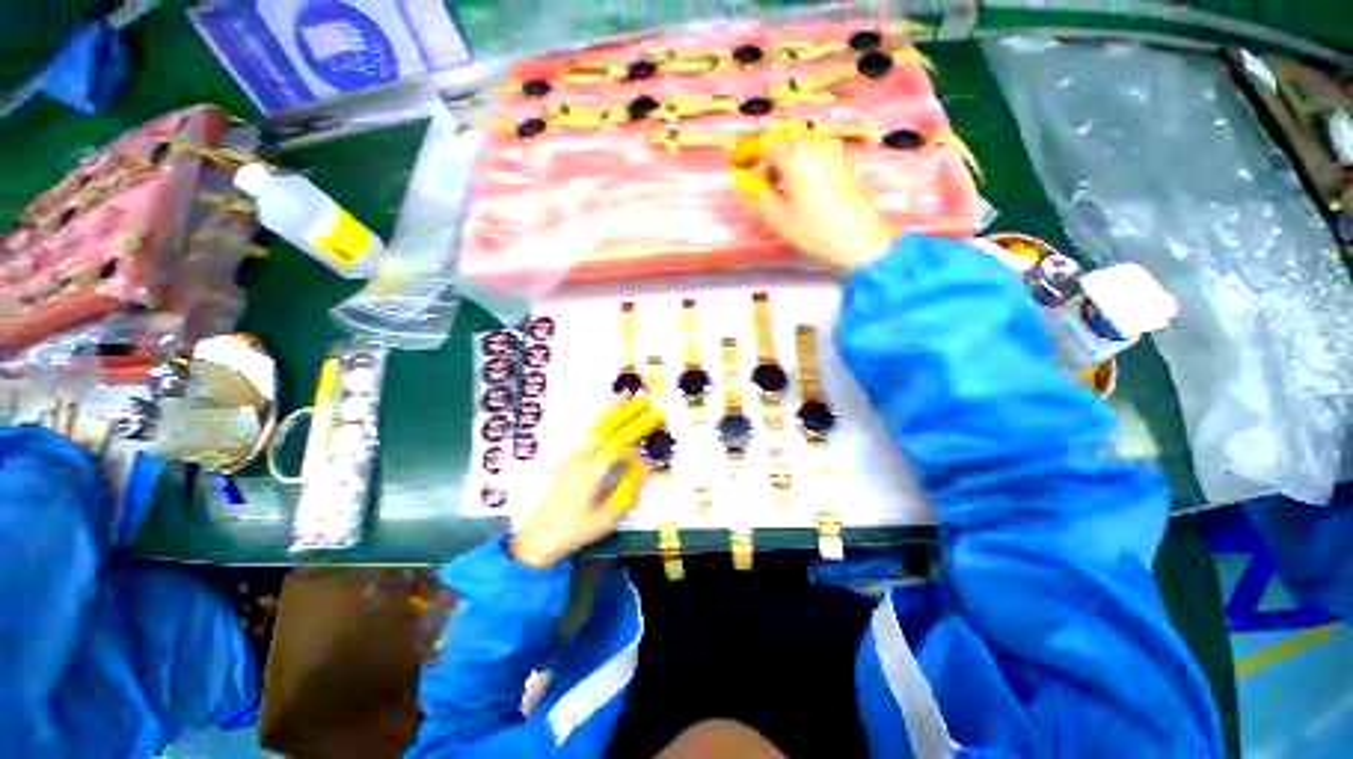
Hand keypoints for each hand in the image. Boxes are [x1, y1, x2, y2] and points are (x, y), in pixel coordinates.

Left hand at [511, 397, 664, 567]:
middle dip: (627, 410)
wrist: (538, 539)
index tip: (656, 415)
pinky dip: (599, 419)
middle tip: (645, 399)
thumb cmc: (576, 531)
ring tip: (625, 395)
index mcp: (593, 471)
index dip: (639, 426)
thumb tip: (644, 463)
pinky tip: (606, 416)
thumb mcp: (609, 517)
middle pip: (606, 426)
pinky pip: (587, 432)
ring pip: (594, 425)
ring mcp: (573, 456)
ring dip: (611, 409)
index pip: (621, 441)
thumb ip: (628, 488)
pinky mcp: (569, 459)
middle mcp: (582, 457)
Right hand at [731, 124, 893, 272]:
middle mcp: (815, 146)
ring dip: (789, 165)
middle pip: (786, 145)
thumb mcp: (777, 218)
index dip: (750, 157)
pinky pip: (817, 159)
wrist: (857, 240)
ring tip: (784, 191)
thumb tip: (751, 183)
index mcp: (795, 156)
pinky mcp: (846, 164)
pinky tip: (805, 191)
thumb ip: (759, 196)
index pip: (765, 147)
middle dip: (771, 161)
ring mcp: (834, 153)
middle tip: (764, 185)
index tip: (740, 169)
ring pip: (803, 151)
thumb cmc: (812, 230)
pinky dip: (805, 169)